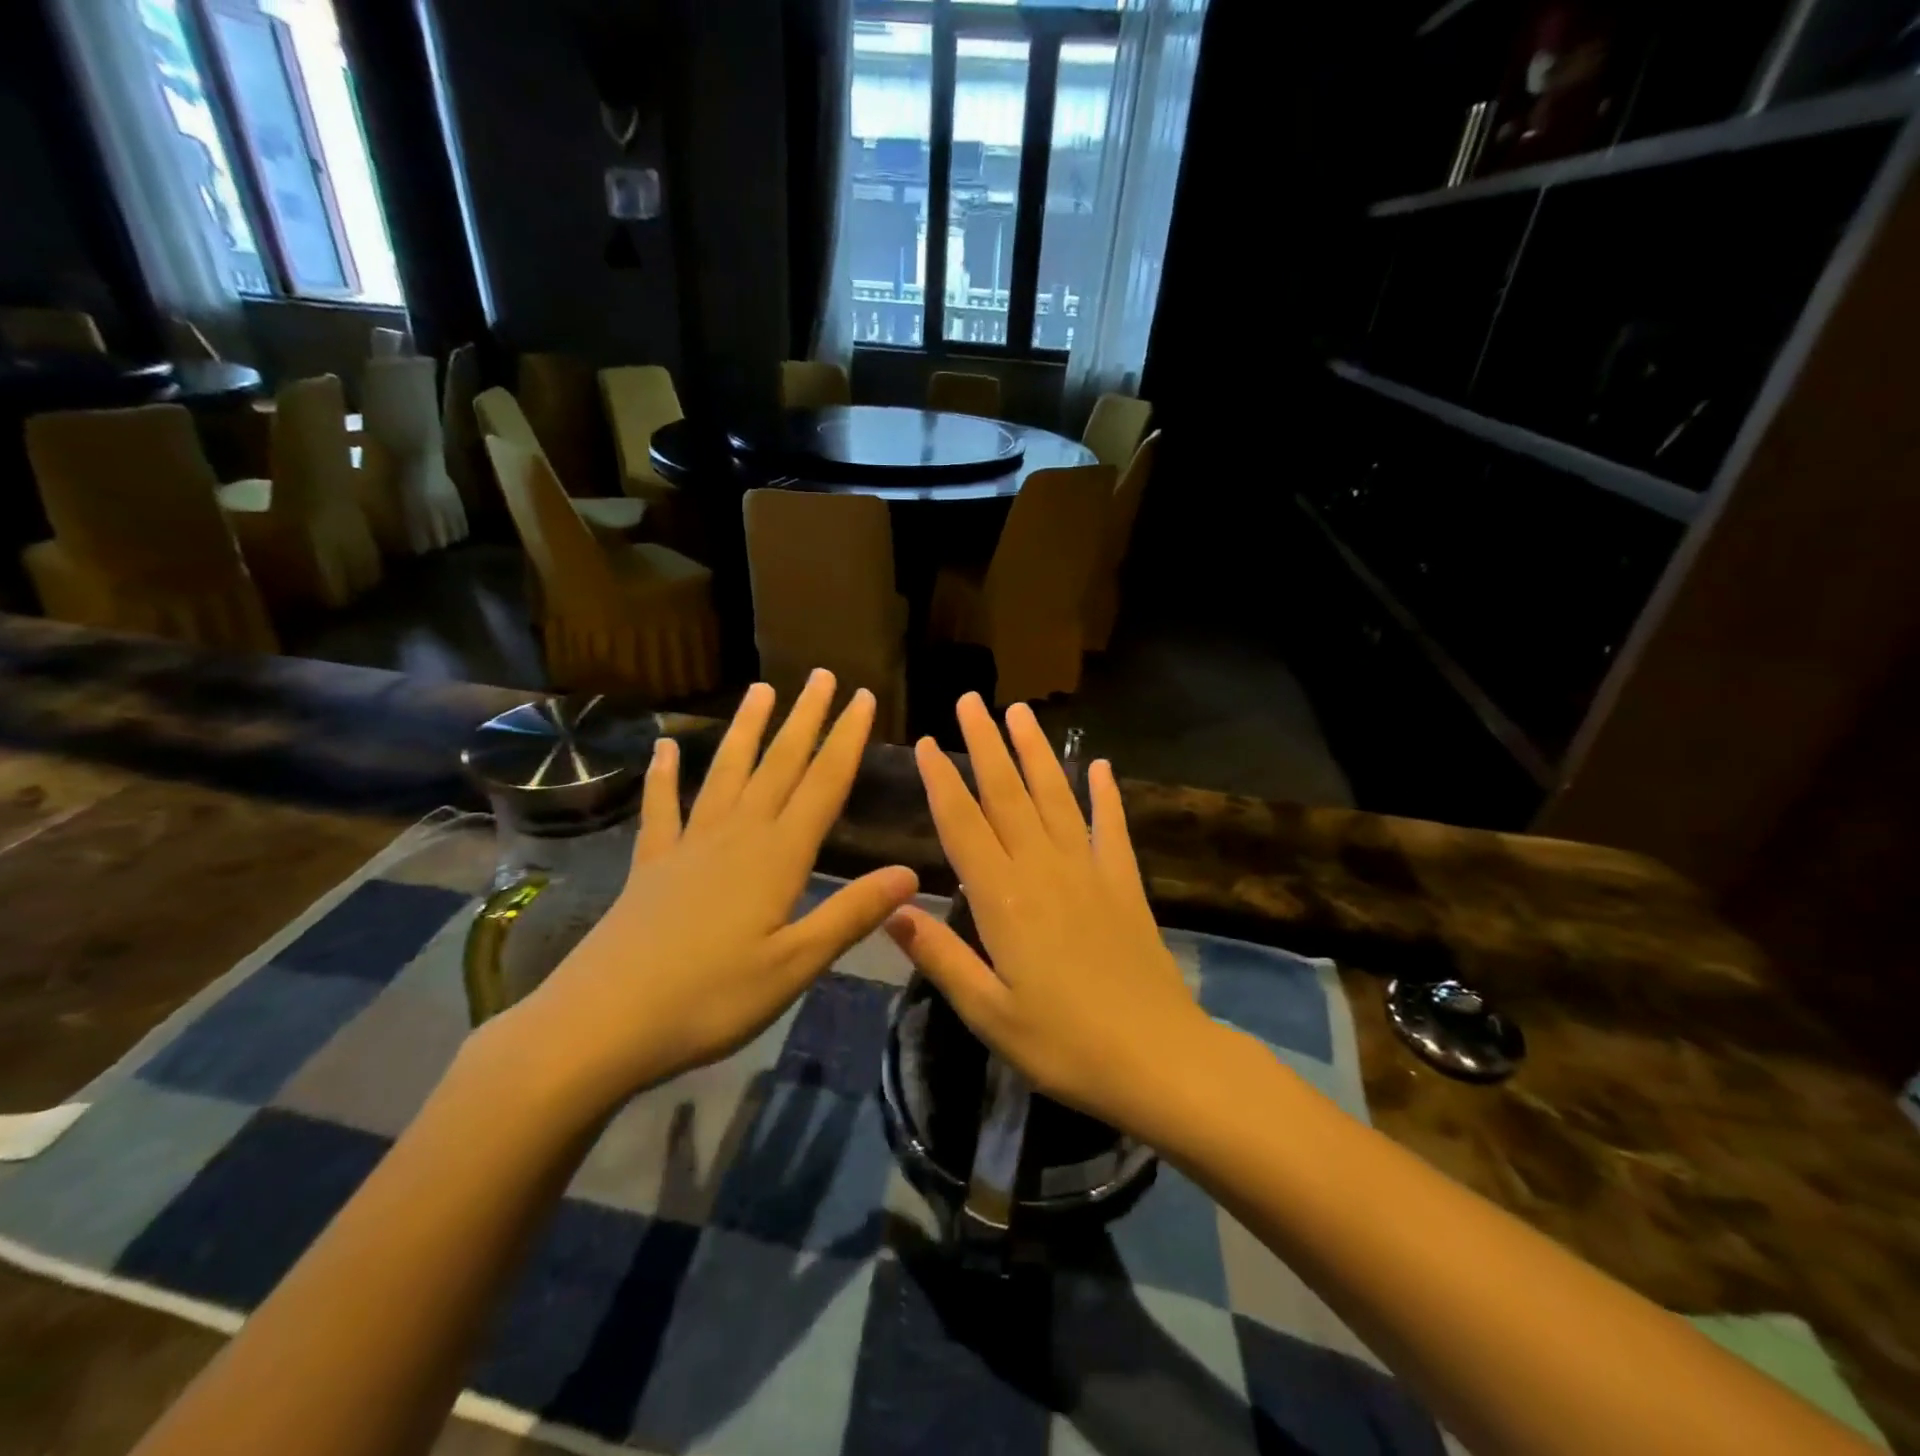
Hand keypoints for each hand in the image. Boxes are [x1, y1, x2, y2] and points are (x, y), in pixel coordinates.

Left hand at [494, 672, 917, 1116]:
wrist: (602, 1023)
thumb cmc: (710, 999)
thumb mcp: (795, 965)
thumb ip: (851, 914)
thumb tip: (910, 873)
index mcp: (778, 857)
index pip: (823, 784)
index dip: (846, 739)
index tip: (863, 697)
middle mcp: (737, 836)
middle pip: (779, 765)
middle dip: (804, 719)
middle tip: (822, 675)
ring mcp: (689, 845)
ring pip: (727, 772)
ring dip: (747, 730)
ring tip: (761, 689)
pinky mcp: (651, 864)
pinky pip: (662, 808)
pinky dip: (664, 775)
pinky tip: (665, 748)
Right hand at [884, 695, 1215, 1137]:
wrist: (1158, 1058)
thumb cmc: (1063, 1044)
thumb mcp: (988, 1013)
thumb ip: (940, 957)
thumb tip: (892, 909)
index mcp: (1003, 899)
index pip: (963, 825)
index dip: (941, 781)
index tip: (925, 742)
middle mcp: (1043, 870)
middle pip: (1008, 794)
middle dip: (985, 744)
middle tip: (970, 700)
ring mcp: (1089, 871)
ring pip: (1056, 797)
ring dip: (1036, 752)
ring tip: (1020, 712)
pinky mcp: (1124, 884)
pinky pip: (1111, 828)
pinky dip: (1105, 795)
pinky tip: (1100, 766)